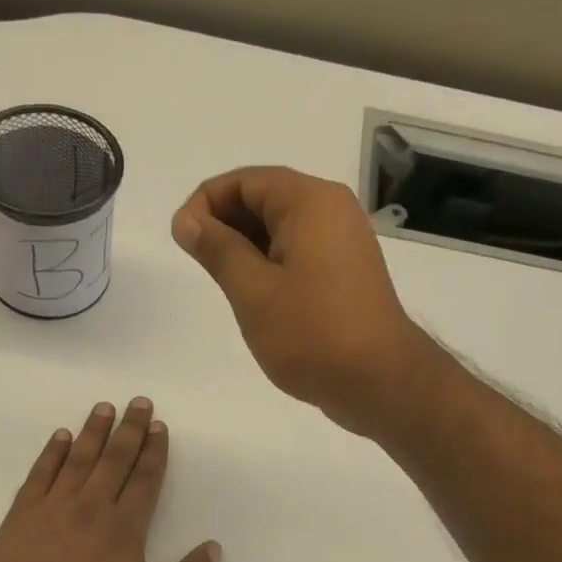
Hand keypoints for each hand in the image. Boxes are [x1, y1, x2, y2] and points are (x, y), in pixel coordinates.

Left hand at [0, 398, 220, 561]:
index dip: (155, 452)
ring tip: (103, 408)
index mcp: (124, 532)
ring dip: (92, 432)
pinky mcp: (18, 521)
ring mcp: (50, 512)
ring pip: (76, 460)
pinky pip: (38, 476)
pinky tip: (59, 438)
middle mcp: (89, 510)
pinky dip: (50, 454)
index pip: (145, 481)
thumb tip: (213, 548)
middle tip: (138, 402)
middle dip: (129, 430)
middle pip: (114, 460)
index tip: (160, 427)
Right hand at [172, 166, 437, 435]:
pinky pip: (299, 249)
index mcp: (309, 202)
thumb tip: (187, 221)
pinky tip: (255, 295)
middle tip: (200, 266)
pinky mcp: (347, 269)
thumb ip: (217, 249)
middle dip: (224, 224)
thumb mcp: (252, 291)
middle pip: (264, 197)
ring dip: (246, 246)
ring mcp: (344, 240)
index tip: (182, 241)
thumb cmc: (311, 333)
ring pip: (281, 226)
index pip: (244, 180)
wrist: (379, 381)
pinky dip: (270, 261)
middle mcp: (332, 209)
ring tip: (225, 285)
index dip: (204, 203)